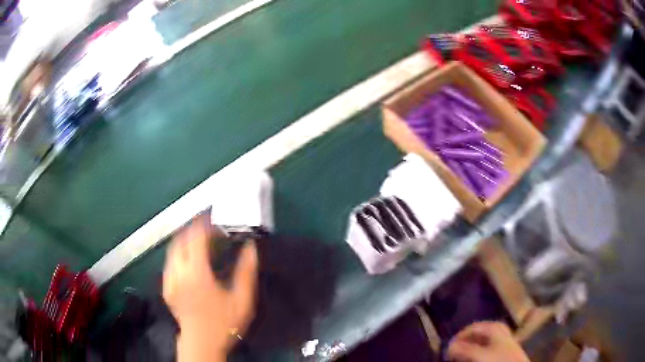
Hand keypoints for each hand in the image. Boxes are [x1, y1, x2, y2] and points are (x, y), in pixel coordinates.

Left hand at [163, 215, 258, 360]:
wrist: (202, 342)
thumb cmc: (224, 322)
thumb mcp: (242, 299)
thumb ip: (246, 271)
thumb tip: (250, 248)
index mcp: (197, 273)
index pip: (195, 238)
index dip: (203, 225)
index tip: (213, 220)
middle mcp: (179, 273)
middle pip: (180, 240)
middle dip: (192, 229)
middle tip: (206, 228)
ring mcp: (170, 280)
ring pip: (172, 250)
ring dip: (184, 240)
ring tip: (198, 241)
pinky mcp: (166, 287)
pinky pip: (169, 262)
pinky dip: (178, 254)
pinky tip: (188, 260)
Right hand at [447, 322, 529, 361]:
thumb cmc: (499, 360)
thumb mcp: (480, 355)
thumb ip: (463, 350)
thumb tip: (449, 346)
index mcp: (493, 327)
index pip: (471, 328)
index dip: (458, 338)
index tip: (447, 349)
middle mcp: (497, 330)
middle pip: (475, 335)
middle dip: (463, 345)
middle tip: (452, 355)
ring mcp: (500, 340)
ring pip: (480, 343)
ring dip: (468, 351)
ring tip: (460, 359)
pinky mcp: (501, 350)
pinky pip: (484, 350)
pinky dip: (475, 354)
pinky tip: (472, 359)